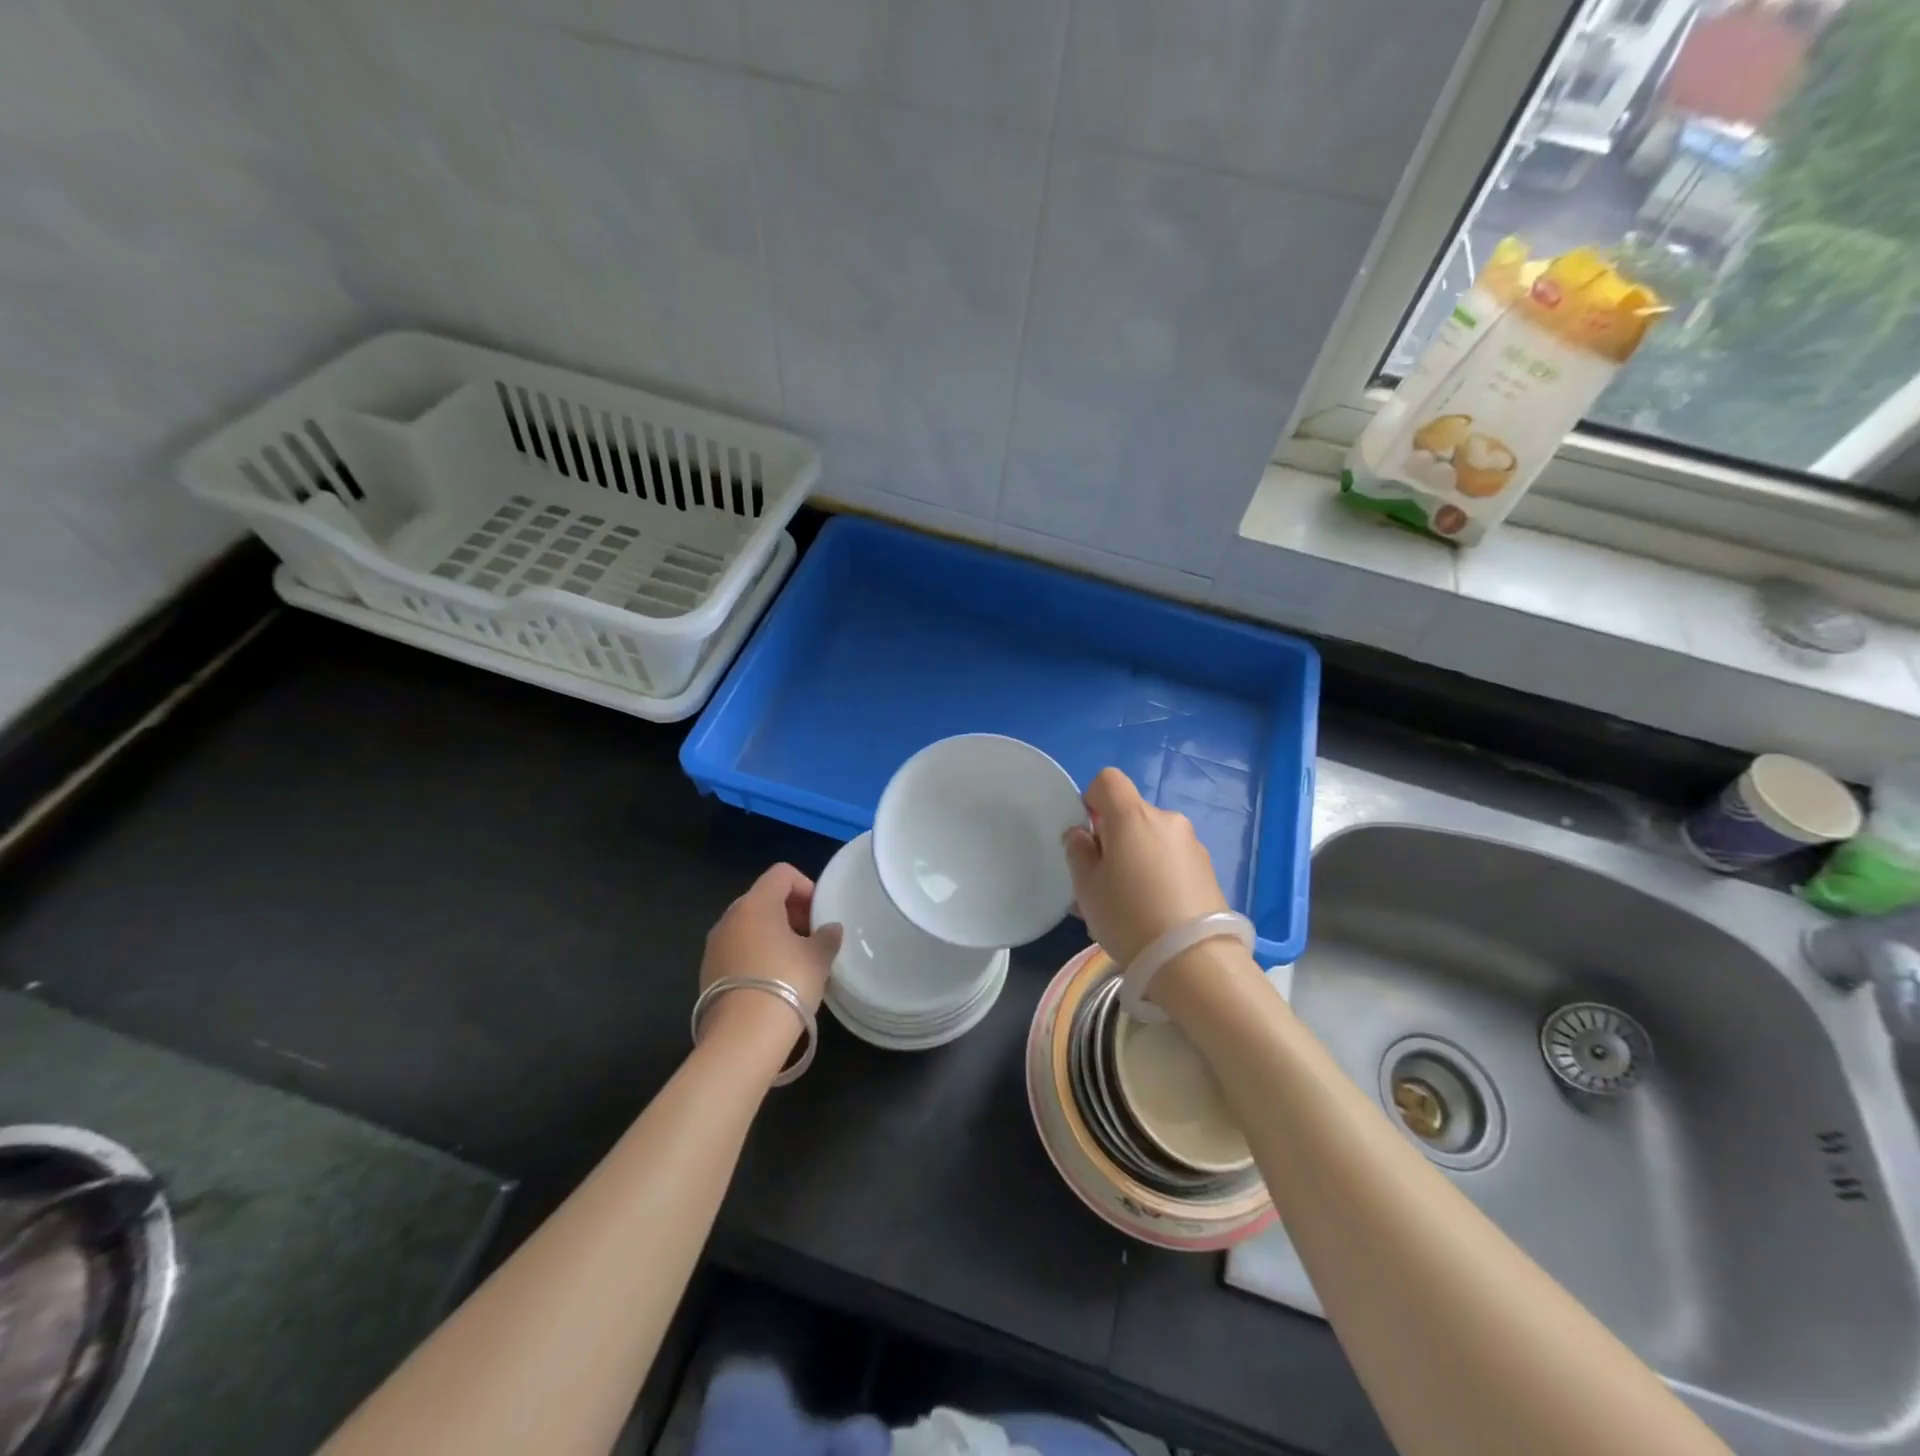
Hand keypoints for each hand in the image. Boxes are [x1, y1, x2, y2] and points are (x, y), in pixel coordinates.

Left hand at [700, 865, 841, 1045]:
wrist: (742, 1037)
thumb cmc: (786, 983)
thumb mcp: (818, 958)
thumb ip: (827, 937)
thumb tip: (830, 929)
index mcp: (755, 904)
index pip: (781, 874)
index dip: (806, 886)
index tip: (820, 913)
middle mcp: (729, 918)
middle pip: (763, 899)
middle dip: (790, 912)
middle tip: (812, 936)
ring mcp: (714, 946)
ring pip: (748, 926)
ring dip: (773, 934)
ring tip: (795, 960)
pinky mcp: (707, 973)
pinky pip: (737, 950)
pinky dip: (756, 955)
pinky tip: (774, 980)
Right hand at [1064, 768, 1229, 965]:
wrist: (1194, 961)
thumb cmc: (1129, 917)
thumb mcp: (1087, 888)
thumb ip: (1078, 852)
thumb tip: (1082, 834)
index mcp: (1133, 816)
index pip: (1108, 780)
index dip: (1092, 800)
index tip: (1088, 837)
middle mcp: (1167, 820)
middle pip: (1131, 814)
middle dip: (1115, 838)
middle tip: (1104, 882)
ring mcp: (1192, 845)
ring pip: (1152, 840)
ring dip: (1138, 859)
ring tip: (1131, 905)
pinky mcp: (1209, 870)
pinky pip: (1172, 861)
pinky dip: (1159, 875)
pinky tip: (1155, 913)